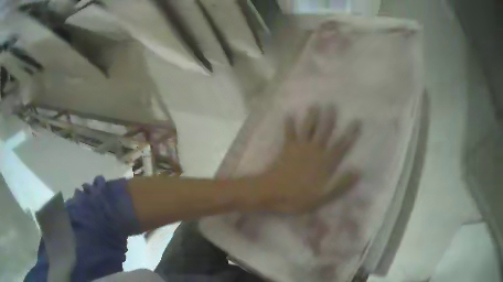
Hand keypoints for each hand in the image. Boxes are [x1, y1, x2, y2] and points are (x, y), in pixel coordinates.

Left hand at [258, 105, 360, 213]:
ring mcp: (299, 148)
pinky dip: (289, 124)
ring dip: (311, 117)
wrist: (272, 192)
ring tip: (314, 105)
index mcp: (324, 162)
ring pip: (308, 129)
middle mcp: (314, 151)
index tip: (356, 121)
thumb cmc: (298, 197)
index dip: (350, 134)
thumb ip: (341, 184)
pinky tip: (289, 114)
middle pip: (324, 132)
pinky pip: (289, 134)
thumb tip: (359, 171)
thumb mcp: (323, 196)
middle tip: (333, 105)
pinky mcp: (287, 149)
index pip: (341, 146)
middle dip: (330, 119)